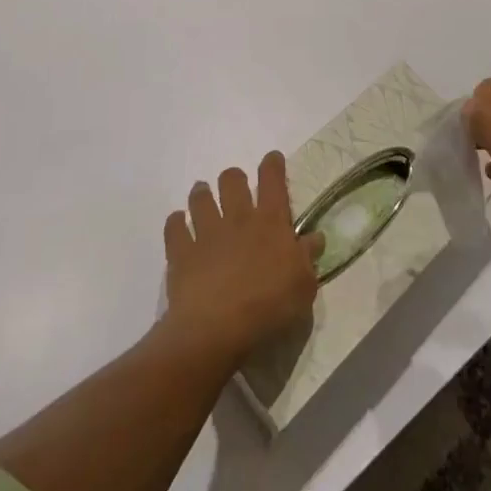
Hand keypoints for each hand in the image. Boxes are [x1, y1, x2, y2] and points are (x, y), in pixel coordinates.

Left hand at [162, 151, 321, 368]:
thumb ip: (308, 259)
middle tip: (235, 187)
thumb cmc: (268, 308)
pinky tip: (178, 224)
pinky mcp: (182, 252)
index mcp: (270, 222)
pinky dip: (176, 222)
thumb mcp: (303, 287)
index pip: (273, 180)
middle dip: (233, 178)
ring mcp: (207, 233)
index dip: (273, 165)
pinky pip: (174, 227)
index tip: (272, 159)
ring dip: (202, 194)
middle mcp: (237, 218)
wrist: (216, 331)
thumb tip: (315, 237)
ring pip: (201, 197)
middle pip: (232, 180)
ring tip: (202, 197)